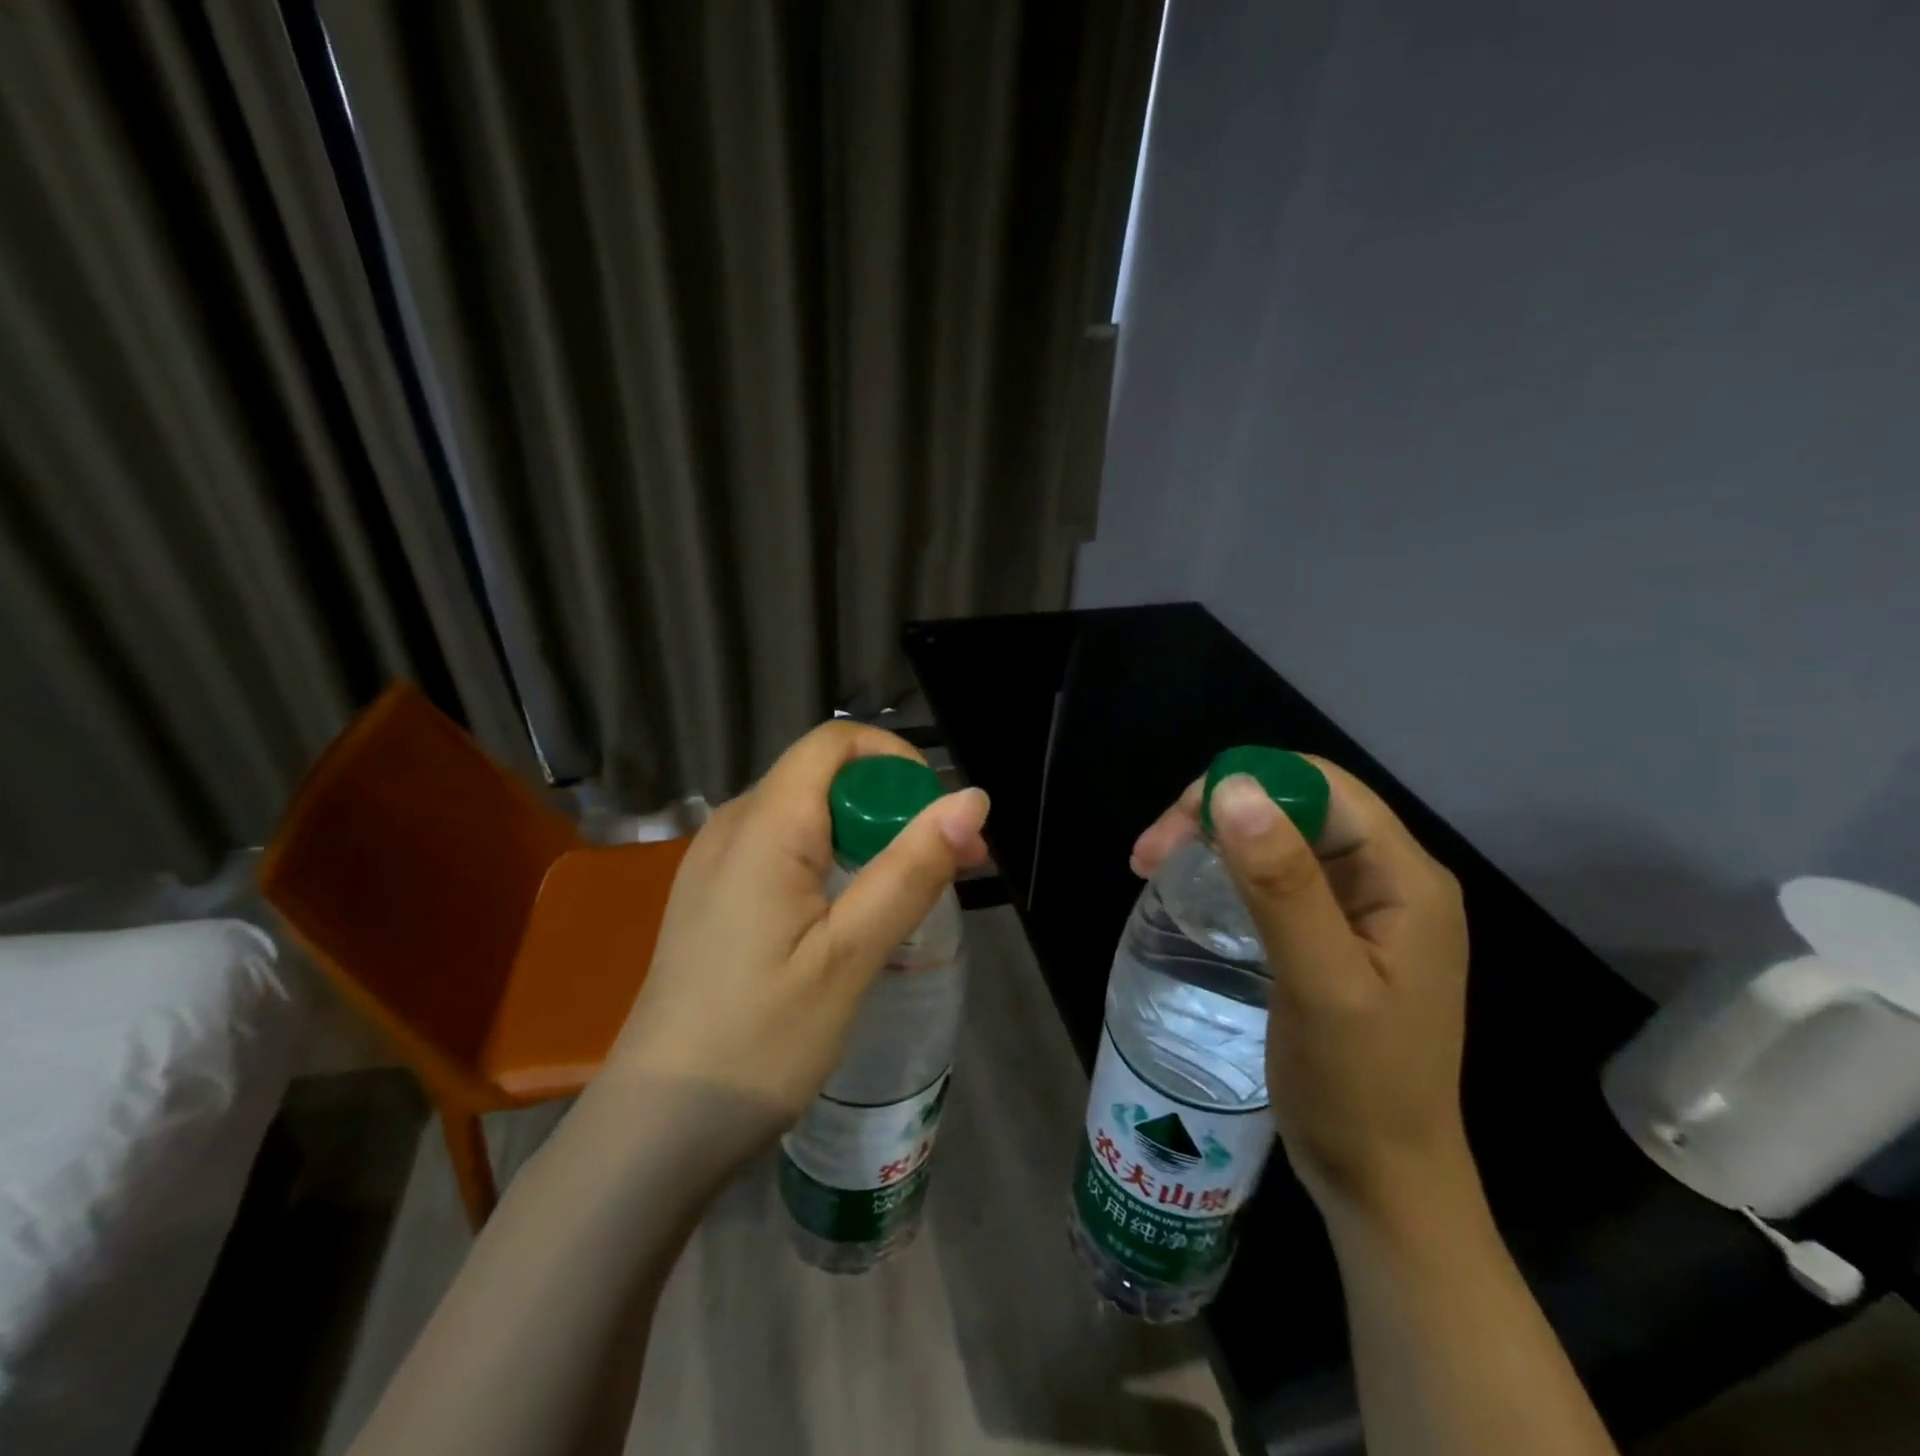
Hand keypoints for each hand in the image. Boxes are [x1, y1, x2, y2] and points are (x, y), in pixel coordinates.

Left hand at [608, 722, 989, 1152]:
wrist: (659, 1126)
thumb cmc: (759, 1041)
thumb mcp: (850, 955)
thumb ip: (910, 870)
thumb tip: (971, 798)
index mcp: (763, 826)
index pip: (835, 743)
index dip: (895, 761)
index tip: (939, 816)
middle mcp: (733, 826)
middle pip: (824, 777)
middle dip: (892, 806)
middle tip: (949, 865)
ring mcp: (716, 862)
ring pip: (807, 815)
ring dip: (867, 836)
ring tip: (913, 893)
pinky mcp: (715, 896)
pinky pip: (783, 849)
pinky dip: (833, 861)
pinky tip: (854, 914)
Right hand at [1132, 759, 1469, 1221]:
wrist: (1384, 1184)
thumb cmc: (1358, 1089)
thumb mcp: (1321, 984)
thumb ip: (1282, 885)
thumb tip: (1234, 788)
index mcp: (1405, 877)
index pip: (1319, 786)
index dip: (1243, 784)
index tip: (1175, 825)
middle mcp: (1389, 879)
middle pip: (1296, 807)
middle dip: (1218, 813)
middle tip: (1148, 855)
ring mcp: (1362, 909)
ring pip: (1281, 839)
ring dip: (1216, 840)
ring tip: (1154, 868)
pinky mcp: (1334, 935)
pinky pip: (1277, 877)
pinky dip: (1228, 872)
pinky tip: (1194, 891)